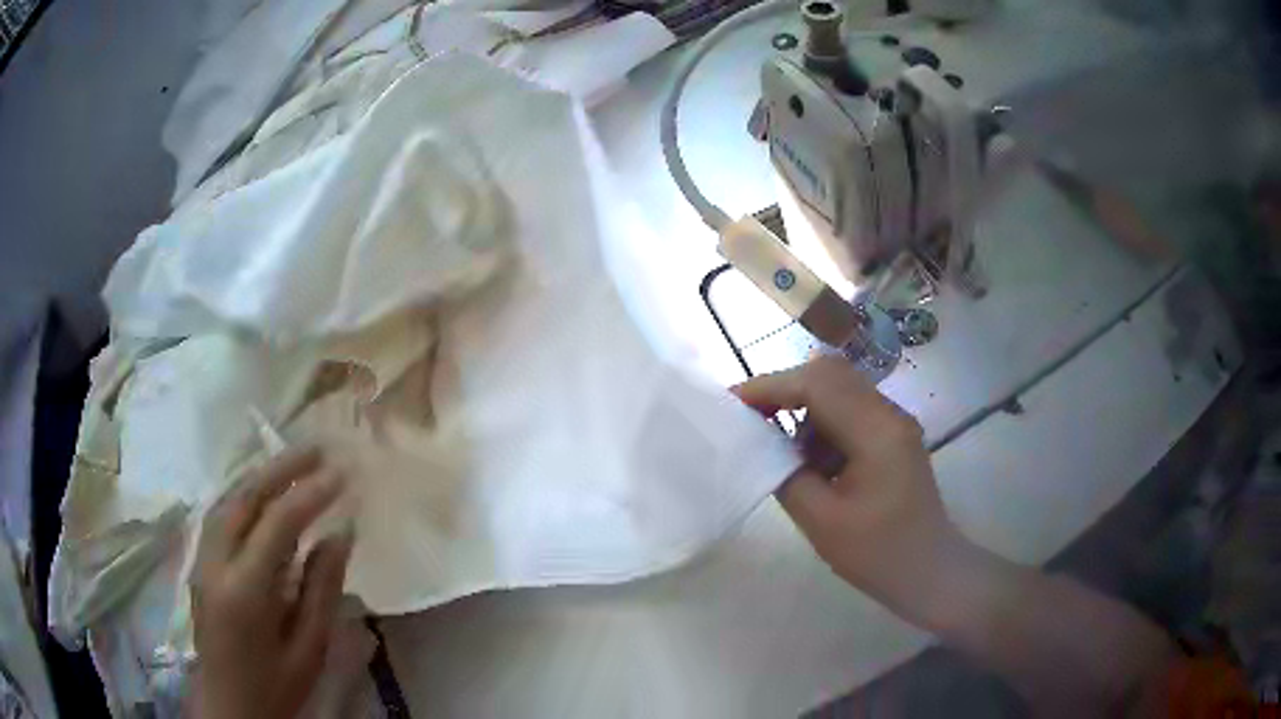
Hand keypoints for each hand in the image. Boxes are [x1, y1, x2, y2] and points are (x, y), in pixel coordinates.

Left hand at [190, 448, 352, 718]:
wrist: (230, 708)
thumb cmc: (276, 687)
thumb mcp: (309, 649)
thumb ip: (322, 589)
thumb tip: (340, 534)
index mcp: (244, 590)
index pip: (276, 523)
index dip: (310, 494)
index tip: (342, 475)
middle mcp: (215, 563)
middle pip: (243, 498)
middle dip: (281, 468)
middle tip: (318, 449)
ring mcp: (202, 561)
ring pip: (227, 500)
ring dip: (261, 476)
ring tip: (295, 463)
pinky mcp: (200, 565)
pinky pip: (221, 516)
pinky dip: (245, 495)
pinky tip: (263, 493)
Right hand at [734, 356, 970, 622]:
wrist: (930, 572)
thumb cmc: (878, 554)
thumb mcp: (821, 520)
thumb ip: (786, 472)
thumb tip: (759, 441)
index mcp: (877, 431)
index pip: (817, 385)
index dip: (770, 387)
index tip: (731, 403)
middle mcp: (890, 413)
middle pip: (830, 375)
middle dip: (784, 390)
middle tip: (749, 418)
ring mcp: (894, 422)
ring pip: (839, 389)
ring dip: (803, 407)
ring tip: (781, 448)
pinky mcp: (893, 436)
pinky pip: (850, 411)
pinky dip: (821, 424)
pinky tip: (811, 461)